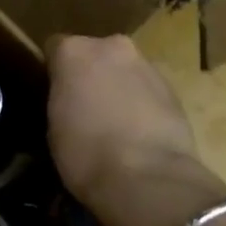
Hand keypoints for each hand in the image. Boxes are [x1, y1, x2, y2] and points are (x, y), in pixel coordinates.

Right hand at [45, 35, 223, 225]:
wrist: (147, 178)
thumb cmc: (85, 153)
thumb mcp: (53, 126)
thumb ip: (61, 99)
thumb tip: (69, 100)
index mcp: (74, 52)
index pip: (54, 48)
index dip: (53, 72)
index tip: (52, 94)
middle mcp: (111, 47)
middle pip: (94, 54)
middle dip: (89, 74)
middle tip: (82, 107)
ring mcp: (146, 65)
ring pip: (123, 70)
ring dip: (117, 87)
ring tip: (112, 123)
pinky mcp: (174, 88)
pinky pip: (146, 89)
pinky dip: (140, 103)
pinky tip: (136, 132)